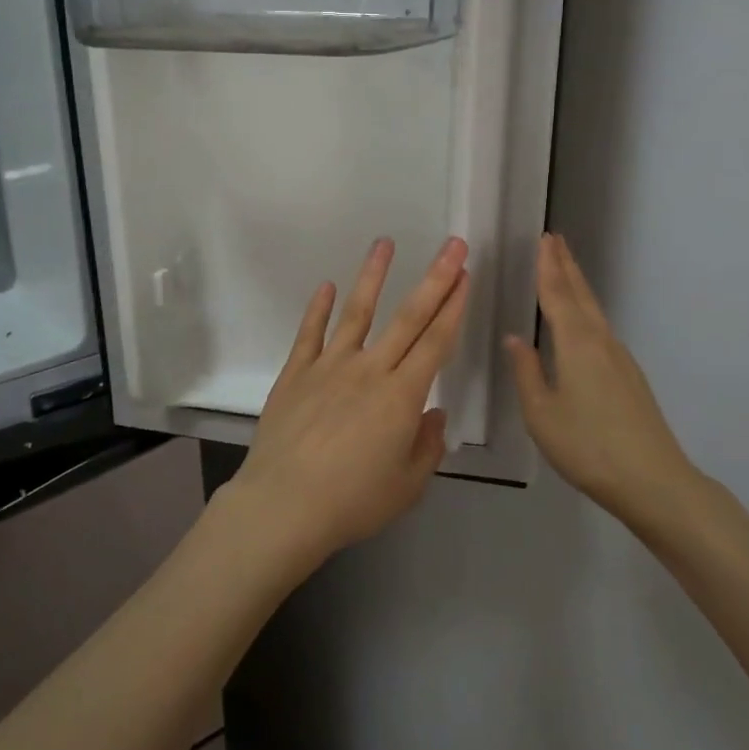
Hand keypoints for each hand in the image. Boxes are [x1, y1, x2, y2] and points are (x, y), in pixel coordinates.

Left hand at [228, 237, 470, 564]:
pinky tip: (327, 286)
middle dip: (434, 279)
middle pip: (408, 318)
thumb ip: (427, 446)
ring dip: (373, 276)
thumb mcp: (407, 486)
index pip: (436, 342)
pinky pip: (310, 333)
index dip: (454, 306)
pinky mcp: (296, 372)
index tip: (465, 275)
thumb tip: (434, 412)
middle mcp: (369, 370)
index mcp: (402, 396)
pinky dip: (319, 308)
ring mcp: (329, 366)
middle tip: (452, 245)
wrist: (283, 505)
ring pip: (357, 312)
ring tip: (384, 243)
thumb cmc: (351, 501)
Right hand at [505, 233, 702, 520]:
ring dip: (577, 286)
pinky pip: (600, 329)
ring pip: (593, 311)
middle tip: (554, 240)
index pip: (556, 295)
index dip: (547, 267)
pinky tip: (580, 323)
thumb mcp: (541, 413)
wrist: (653, 480)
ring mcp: (620, 358)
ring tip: (564, 269)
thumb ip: (527, 373)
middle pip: (581, 295)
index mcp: (576, 344)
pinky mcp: (629, 376)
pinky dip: (586, 311)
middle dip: (566, 266)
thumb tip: (515, 339)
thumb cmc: (588, 446)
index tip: (543, 239)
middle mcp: (600, 341)